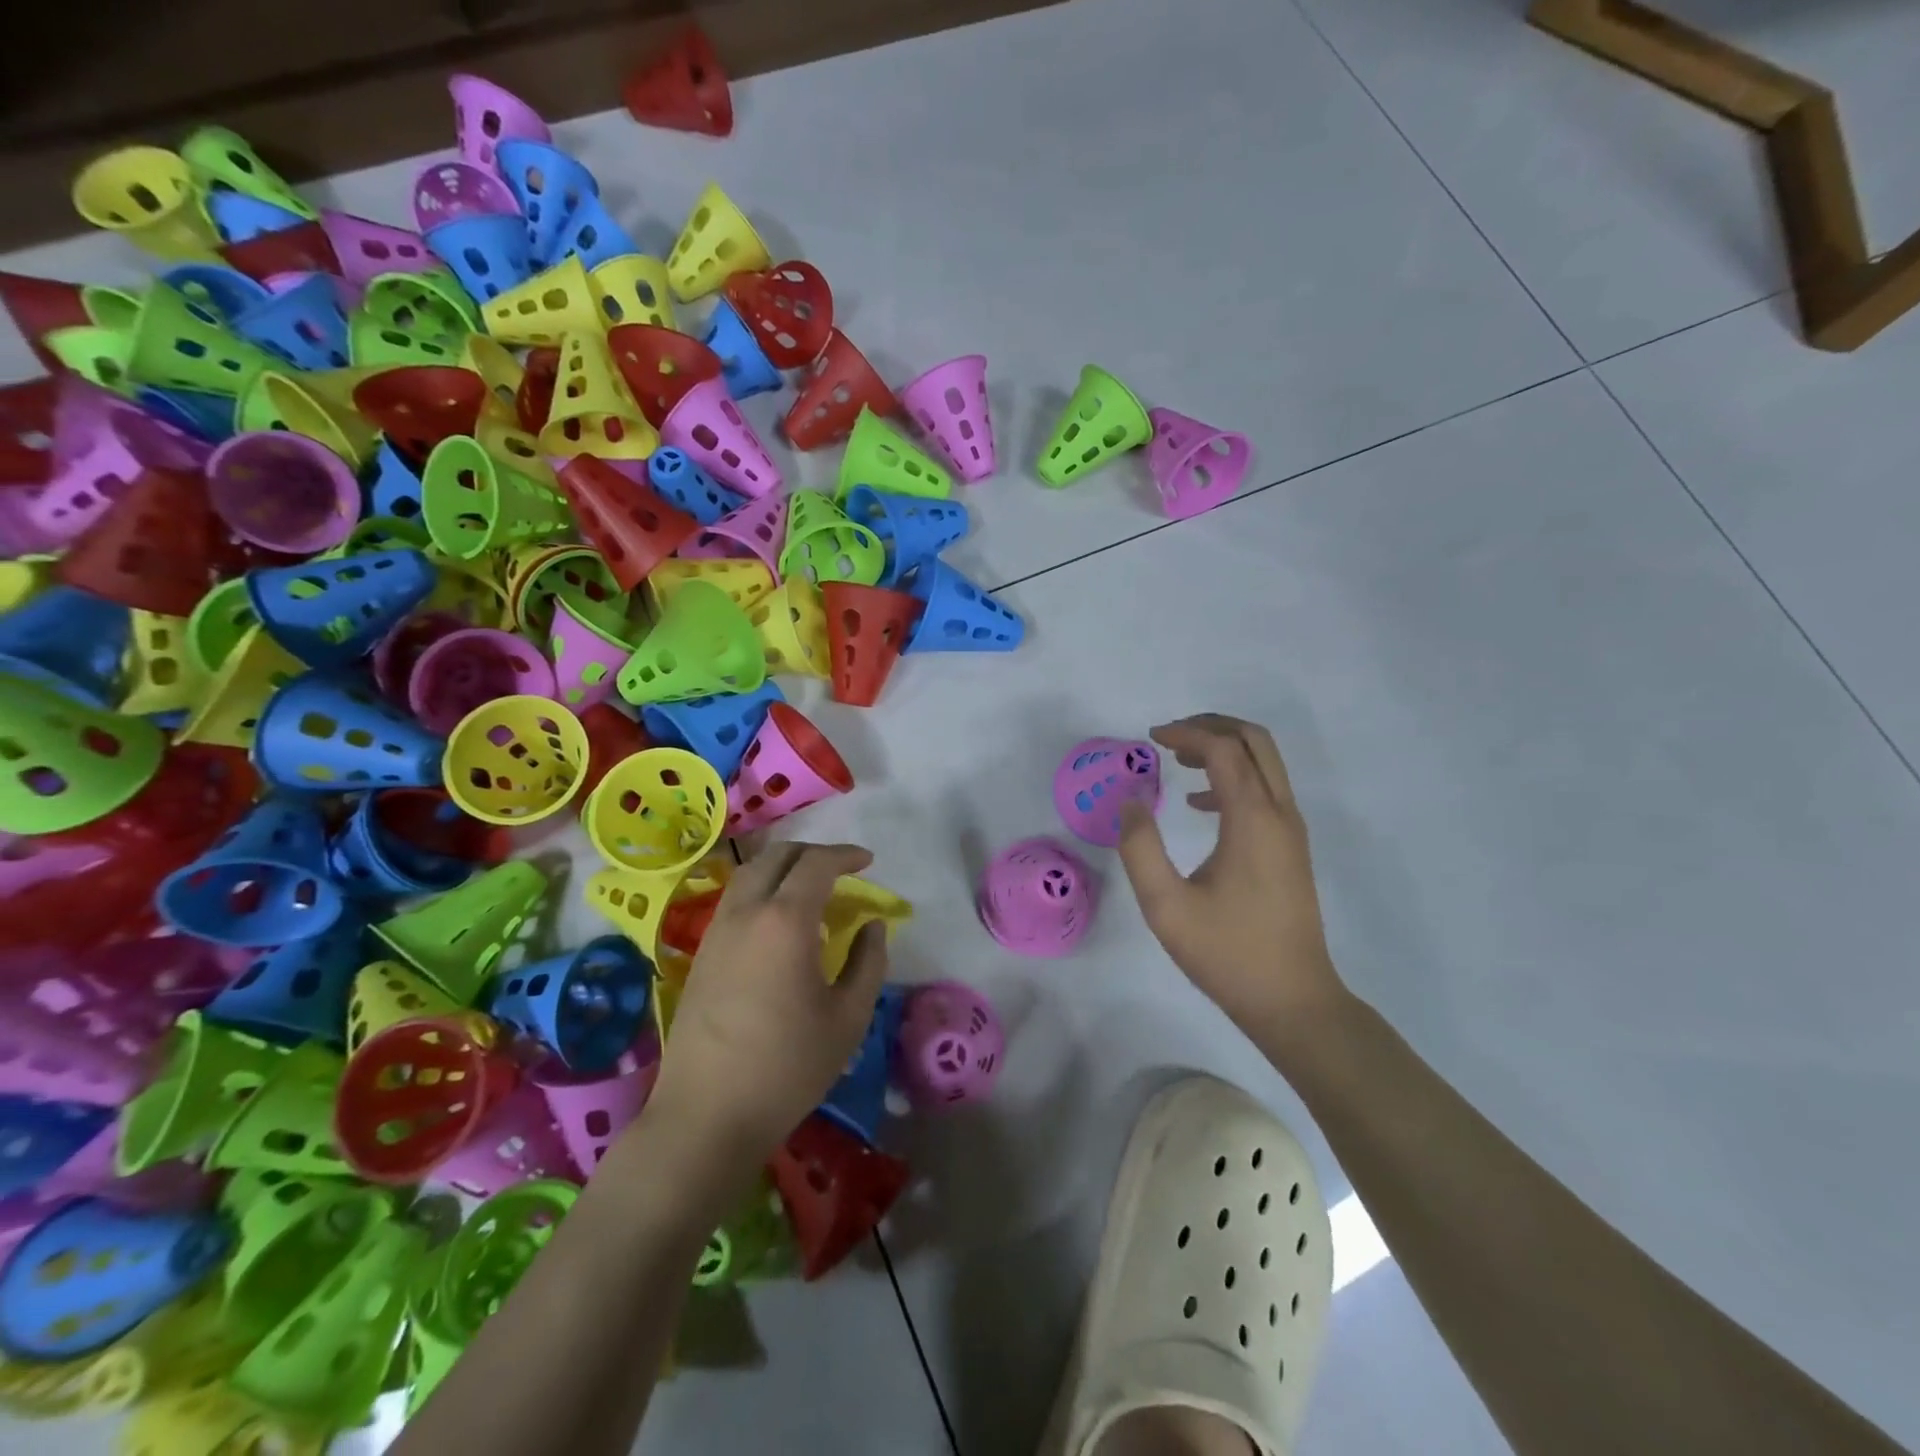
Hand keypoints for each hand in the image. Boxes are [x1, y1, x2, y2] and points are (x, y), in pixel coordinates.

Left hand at [646, 843, 889, 1174]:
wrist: (706, 1115)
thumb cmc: (788, 1067)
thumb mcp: (848, 1018)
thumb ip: (868, 963)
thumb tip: (873, 927)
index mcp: (785, 921)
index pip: (816, 864)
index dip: (845, 855)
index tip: (868, 861)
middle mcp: (745, 913)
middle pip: (776, 856)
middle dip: (812, 853)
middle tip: (841, 869)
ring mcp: (716, 932)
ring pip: (749, 874)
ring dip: (782, 868)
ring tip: (810, 889)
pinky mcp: (701, 954)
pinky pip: (734, 900)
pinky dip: (762, 890)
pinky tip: (779, 923)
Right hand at [1117, 715, 1346, 1038]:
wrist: (1293, 1000)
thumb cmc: (1228, 953)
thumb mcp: (1166, 906)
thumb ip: (1141, 849)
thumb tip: (1131, 803)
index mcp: (1252, 819)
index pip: (1223, 750)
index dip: (1185, 735)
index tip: (1150, 740)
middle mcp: (1279, 813)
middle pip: (1254, 740)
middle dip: (1211, 727)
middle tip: (1169, 737)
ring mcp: (1291, 830)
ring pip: (1265, 762)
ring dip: (1224, 749)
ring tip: (1178, 761)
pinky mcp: (1291, 847)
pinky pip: (1266, 789)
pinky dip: (1234, 777)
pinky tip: (1200, 803)